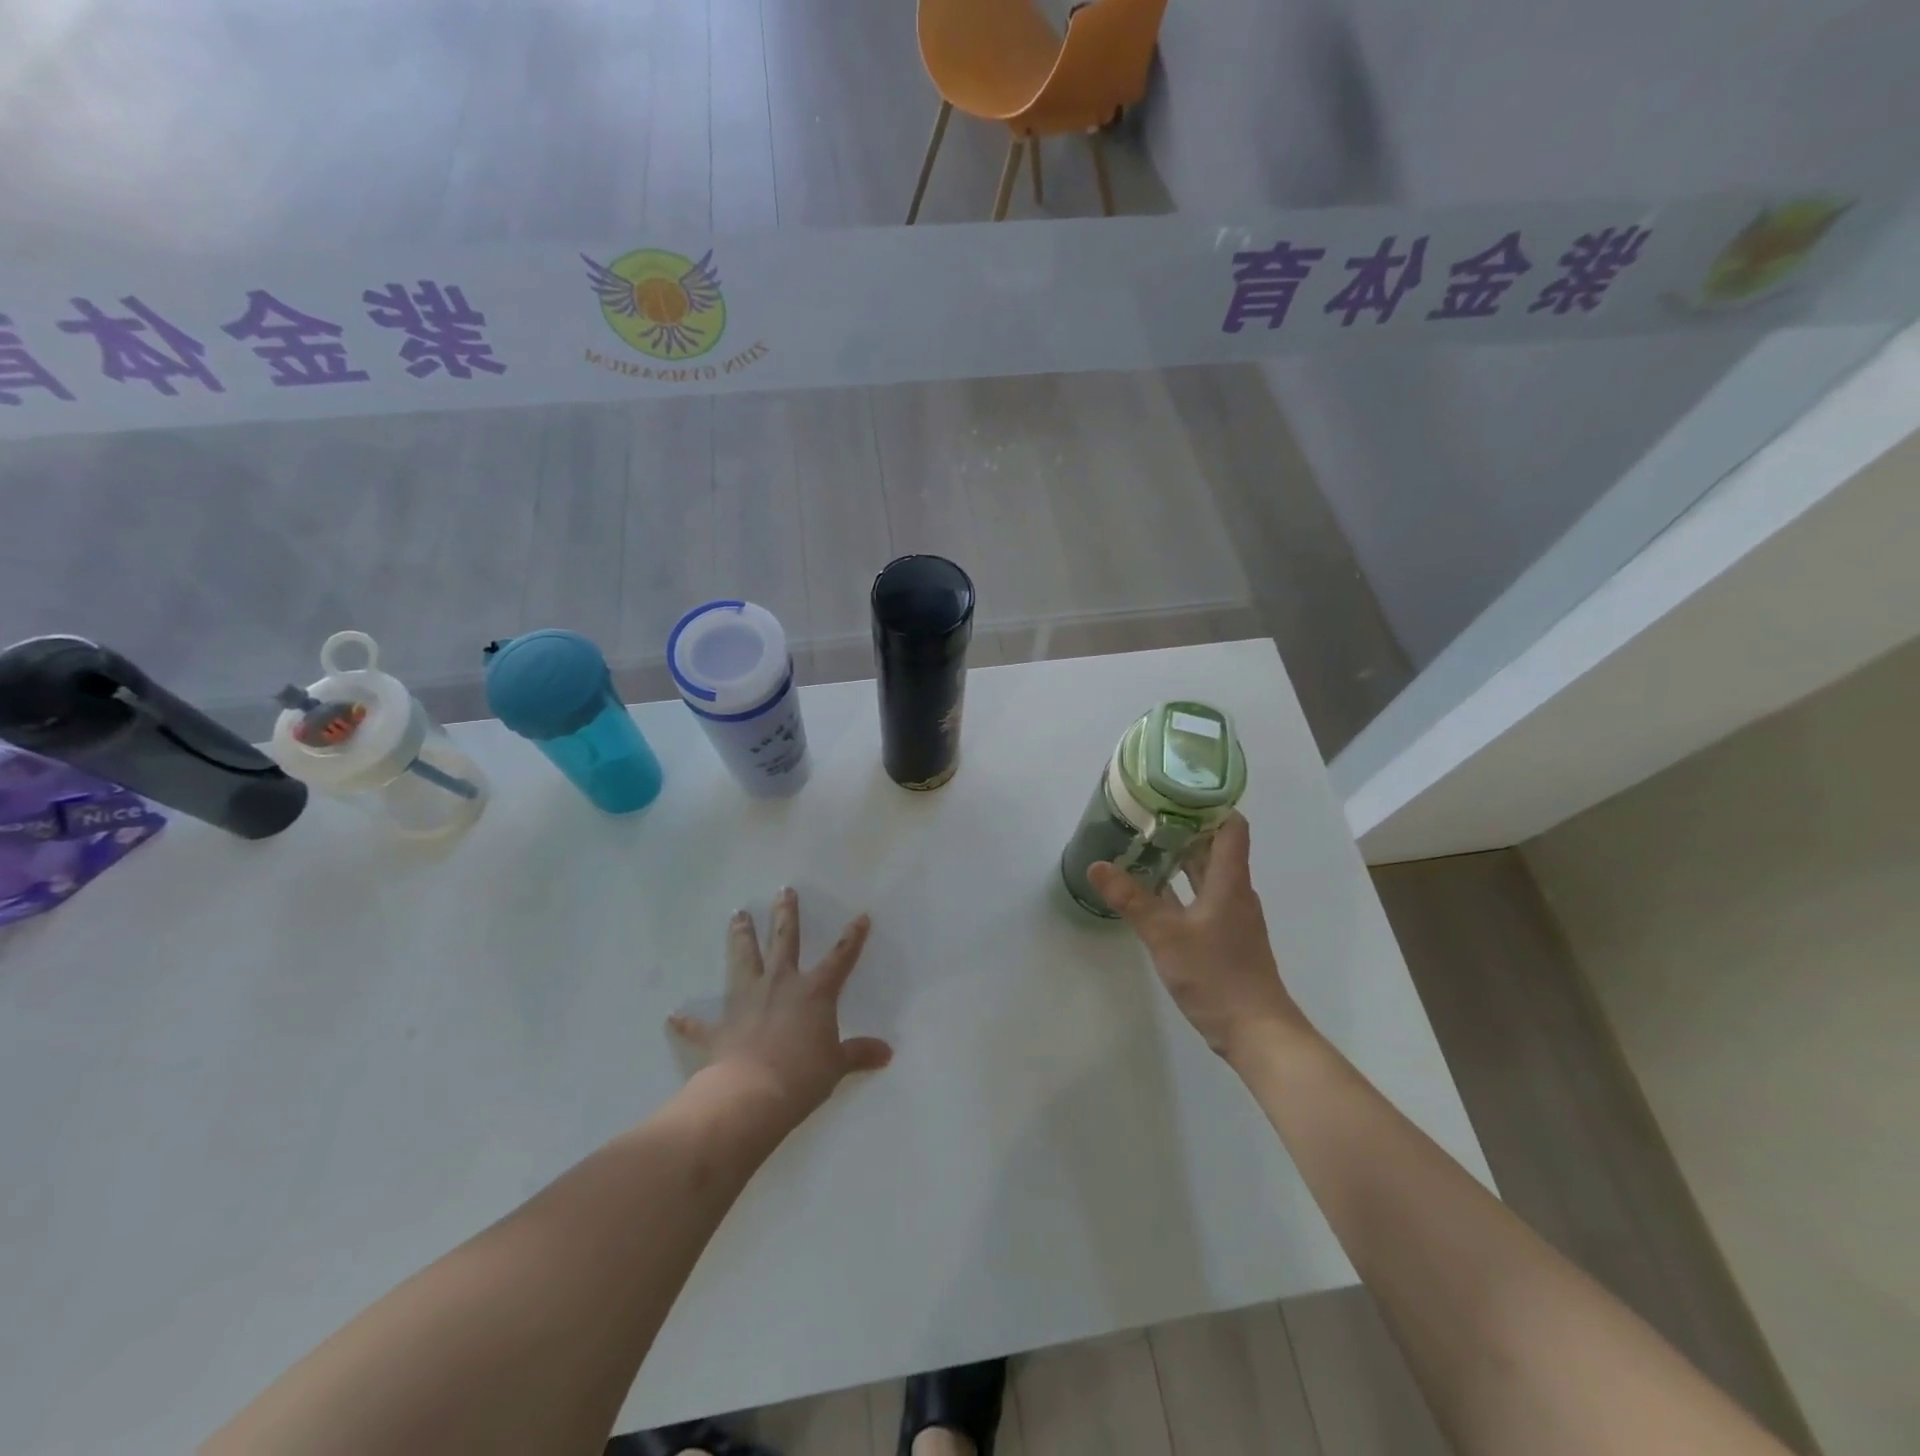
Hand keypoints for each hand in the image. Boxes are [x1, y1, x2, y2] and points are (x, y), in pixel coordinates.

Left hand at [668, 888, 892, 1119]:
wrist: (751, 1095)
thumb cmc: (803, 1075)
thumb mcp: (837, 1065)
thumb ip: (858, 1054)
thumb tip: (886, 1053)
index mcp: (814, 991)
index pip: (840, 958)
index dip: (852, 937)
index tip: (861, 916)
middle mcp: (780, 985)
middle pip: (784, 941)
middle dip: (785, 914)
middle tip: (783, 890)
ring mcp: (746, 1001)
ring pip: (744, 960)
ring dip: (741, 937)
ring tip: (737, 915)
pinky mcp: (719, 1028)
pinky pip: (700, 1023)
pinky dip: (688, 1020)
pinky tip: (674, 1014)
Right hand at [1089, 814, 1311, 1065]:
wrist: (1257, 1031)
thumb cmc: (1217, 975)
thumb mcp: (1166, 935)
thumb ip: (1132, 899)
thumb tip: (1097, 865)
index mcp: (1230, 881)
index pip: (1231, 827)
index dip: (1210, 804)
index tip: (1176, 791)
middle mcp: (1235, 892)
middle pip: (1216, 848)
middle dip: (1184, 829)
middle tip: (1146, 815)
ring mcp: (1233, 916)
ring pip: (1208, 874)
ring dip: (1181, 859)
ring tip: (1144, 846)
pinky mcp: (1226, 937)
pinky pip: (1204, 898)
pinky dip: (1182, 888)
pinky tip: (1155, 893)